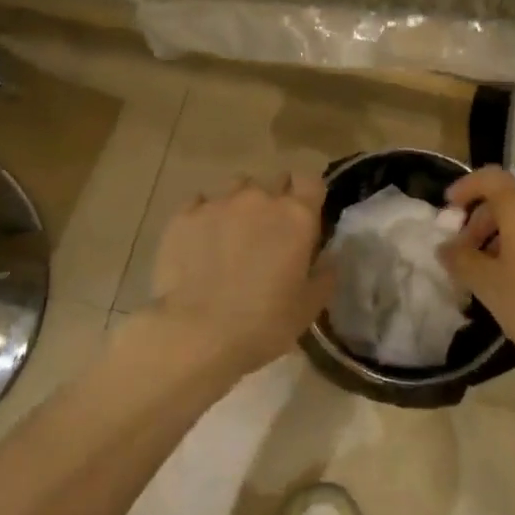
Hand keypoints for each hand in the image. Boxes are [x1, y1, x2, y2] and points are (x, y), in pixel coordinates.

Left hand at [149, 172, 333, 379]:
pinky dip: (205, 216)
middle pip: (275, 181)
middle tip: (269, 232)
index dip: (308, 195)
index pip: (311, 180)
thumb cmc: (263, 323)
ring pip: (237, 187)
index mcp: (297, 216)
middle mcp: (260, 198)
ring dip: (241, 204)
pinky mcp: (185, 215)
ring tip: (232, 234)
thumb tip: (329, 256)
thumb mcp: (308, 307)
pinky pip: (200, 203)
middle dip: (276, 199)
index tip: (305, 215)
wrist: (196, 334)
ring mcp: (220, 202)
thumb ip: (325, 274)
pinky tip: (201, 242)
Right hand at [441, 167, 514, 378]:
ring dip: (508, 237)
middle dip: (484, 222)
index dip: (466, 188)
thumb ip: (461, 260)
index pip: (489, 179)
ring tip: (496, 273)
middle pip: (510, 201)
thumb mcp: (489, 286)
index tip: (449, 208)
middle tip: (468, 255)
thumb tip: (445, 247)